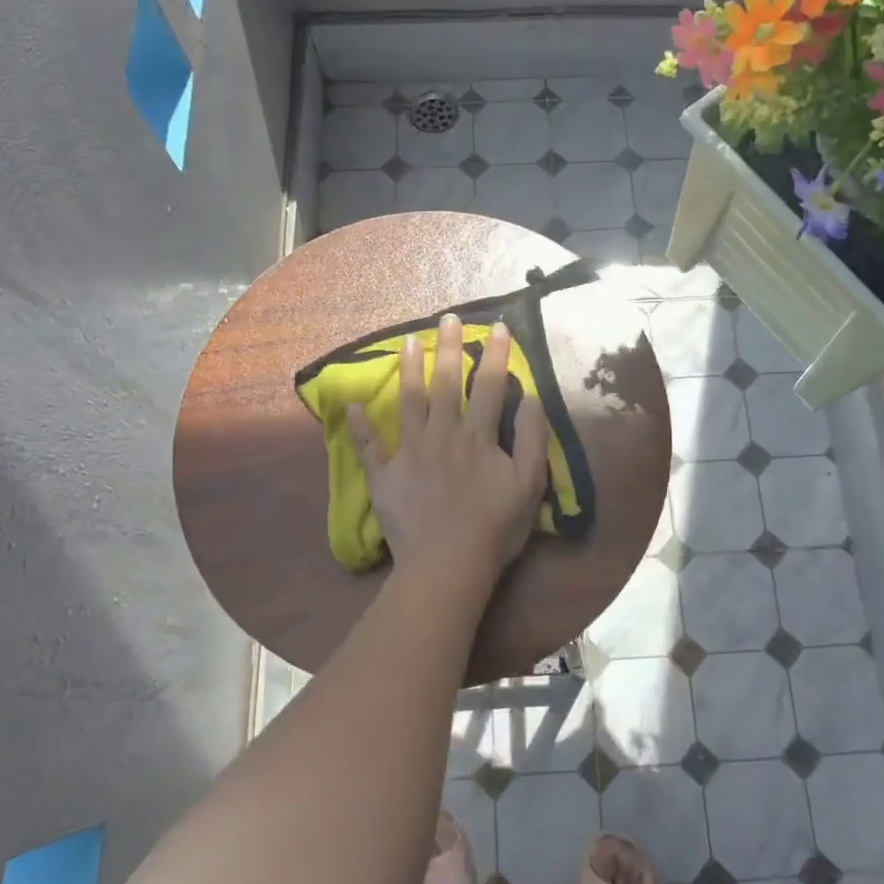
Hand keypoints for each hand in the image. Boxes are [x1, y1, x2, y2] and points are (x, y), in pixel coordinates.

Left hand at [346, 315, 550, 596]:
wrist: (447, 566)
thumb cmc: (494, 528)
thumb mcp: (529, 485)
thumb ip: (531, 439)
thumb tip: (529, 397)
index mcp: (476, 437)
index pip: (487, 386)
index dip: (493, 355)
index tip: (496, 326)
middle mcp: (441, 435)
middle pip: (444, 384)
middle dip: (448, 348)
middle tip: (447, 318)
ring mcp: (409, 453)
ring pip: (408, 403)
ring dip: (408, 370)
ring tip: (407, 341)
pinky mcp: (385, 476)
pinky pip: (370, 447)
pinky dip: (361, 426)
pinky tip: (352, 404)